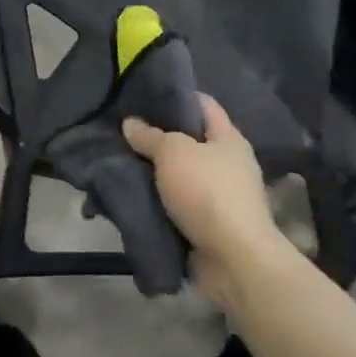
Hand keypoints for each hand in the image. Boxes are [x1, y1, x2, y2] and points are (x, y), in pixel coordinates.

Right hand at [122, 95, 302, 306]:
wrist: (235, 262)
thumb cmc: (208, 193)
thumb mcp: (173, 153)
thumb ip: (150, 136)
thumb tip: (130, 123)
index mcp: (228, 139)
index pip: (203, 104)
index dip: (176, 95)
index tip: (144, 94)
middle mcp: (228, 164)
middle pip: (189, 141)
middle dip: (158, 137)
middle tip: (124, 129)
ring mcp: (220, 197)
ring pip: (179, 175)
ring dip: (154, 173)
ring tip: (120, 161)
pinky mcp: (208, 226)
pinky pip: (177, 205)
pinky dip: (158, 202)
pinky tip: (131, 194)